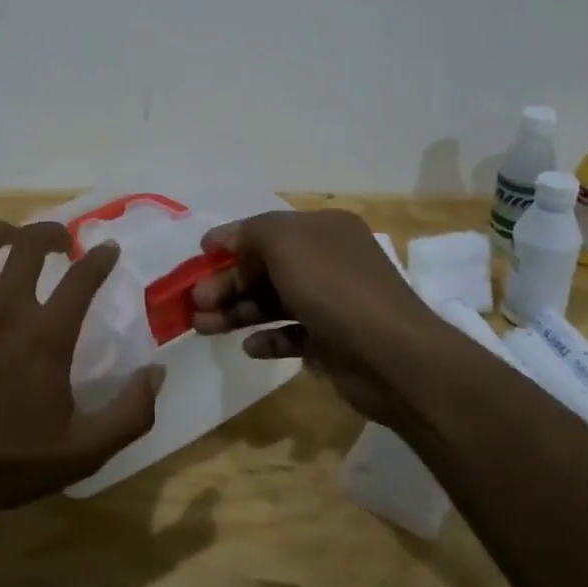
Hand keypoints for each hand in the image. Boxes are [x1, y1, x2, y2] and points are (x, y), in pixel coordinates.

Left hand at [0, 219, 162, 518]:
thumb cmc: (10, 462)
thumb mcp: (85, 451)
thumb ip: (131, 413)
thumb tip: (156, 372)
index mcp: (46, 335)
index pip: (82, 277)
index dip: (101, 257)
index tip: (108, 248)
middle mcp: (4, 309)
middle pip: (29, 244)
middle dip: (51, 233)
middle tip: (61, 241)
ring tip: (10, 240)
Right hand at [191, 208, 462, 427]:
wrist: (393, 356)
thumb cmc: (333, 288)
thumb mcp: (285, 242)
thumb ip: (250, 233)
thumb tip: (222, 239)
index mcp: (324, 229)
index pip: (268, 229)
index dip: (231, 240)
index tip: (199, 256)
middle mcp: (330, 261)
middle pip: (266, 268)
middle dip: (227, 283)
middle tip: (194, 303)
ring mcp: (334, 303)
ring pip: (274, 302)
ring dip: (238, 312)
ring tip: (203, 328)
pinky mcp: (334, 341)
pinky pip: (293, 335)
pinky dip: (269, 339)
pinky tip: (250, 347)